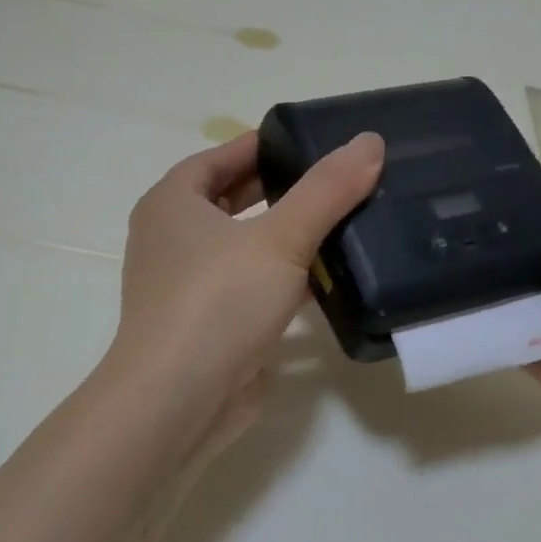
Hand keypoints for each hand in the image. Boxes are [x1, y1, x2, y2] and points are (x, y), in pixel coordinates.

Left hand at [105, 129, 384, 454]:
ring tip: (341, 223)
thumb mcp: (279, 238)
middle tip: (334, 180)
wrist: (179, 400)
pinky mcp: (209, 326)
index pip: (219, 157)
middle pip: (230, 200)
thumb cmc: (218, 302)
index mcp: (172, 203)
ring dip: (284, 237)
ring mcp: (188, 287)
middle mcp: (172, 240)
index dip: (262, 146)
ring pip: (242, 248)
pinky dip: (282, 280)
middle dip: (278, 190)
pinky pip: (250, 289)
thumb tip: (369, 142)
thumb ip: (326, 190)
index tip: (310, 141)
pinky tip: (327, 280)